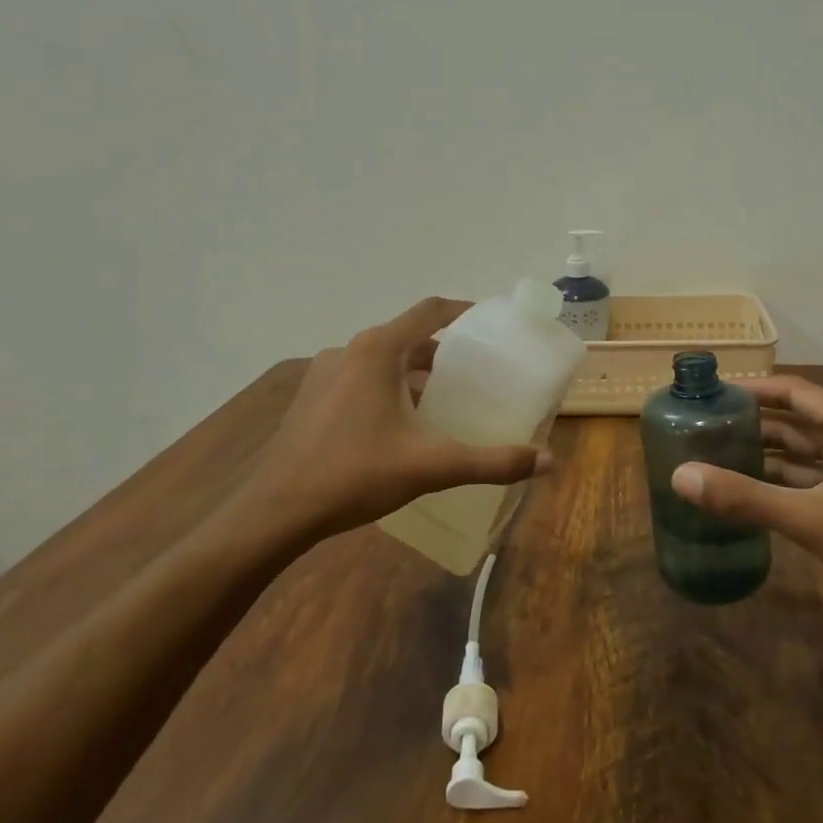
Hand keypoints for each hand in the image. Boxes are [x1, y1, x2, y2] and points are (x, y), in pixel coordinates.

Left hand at [249, 297, 549, 538]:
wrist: (275, 512)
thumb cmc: (355, 474)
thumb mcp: (431, 466)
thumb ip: (491, 461)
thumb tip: (547, 462)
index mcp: (379, 349)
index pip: (431, 310)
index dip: (465, 310)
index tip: (492, 322)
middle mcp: (350, 349)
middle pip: (407, 336)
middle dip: (443, 350)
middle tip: (475, 372)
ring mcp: (324, 372)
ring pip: (382, 359)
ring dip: (413, 371)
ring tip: (443, 399)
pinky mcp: (310, 396)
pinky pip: (360, 378)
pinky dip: (386, 387)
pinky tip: (399, 424)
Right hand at [670, 376, 822, 631]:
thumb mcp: (811, 518)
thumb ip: (745, 497)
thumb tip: (680, 476)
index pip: (795, 392)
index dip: (754, 389)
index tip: (711, 393)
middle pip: (796, 422)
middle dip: (753, 424)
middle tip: (702, 427)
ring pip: (801, 457)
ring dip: (763, 457)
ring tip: (713, 457)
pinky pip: (807, 485)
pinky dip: (778, 486)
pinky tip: (744, 494)